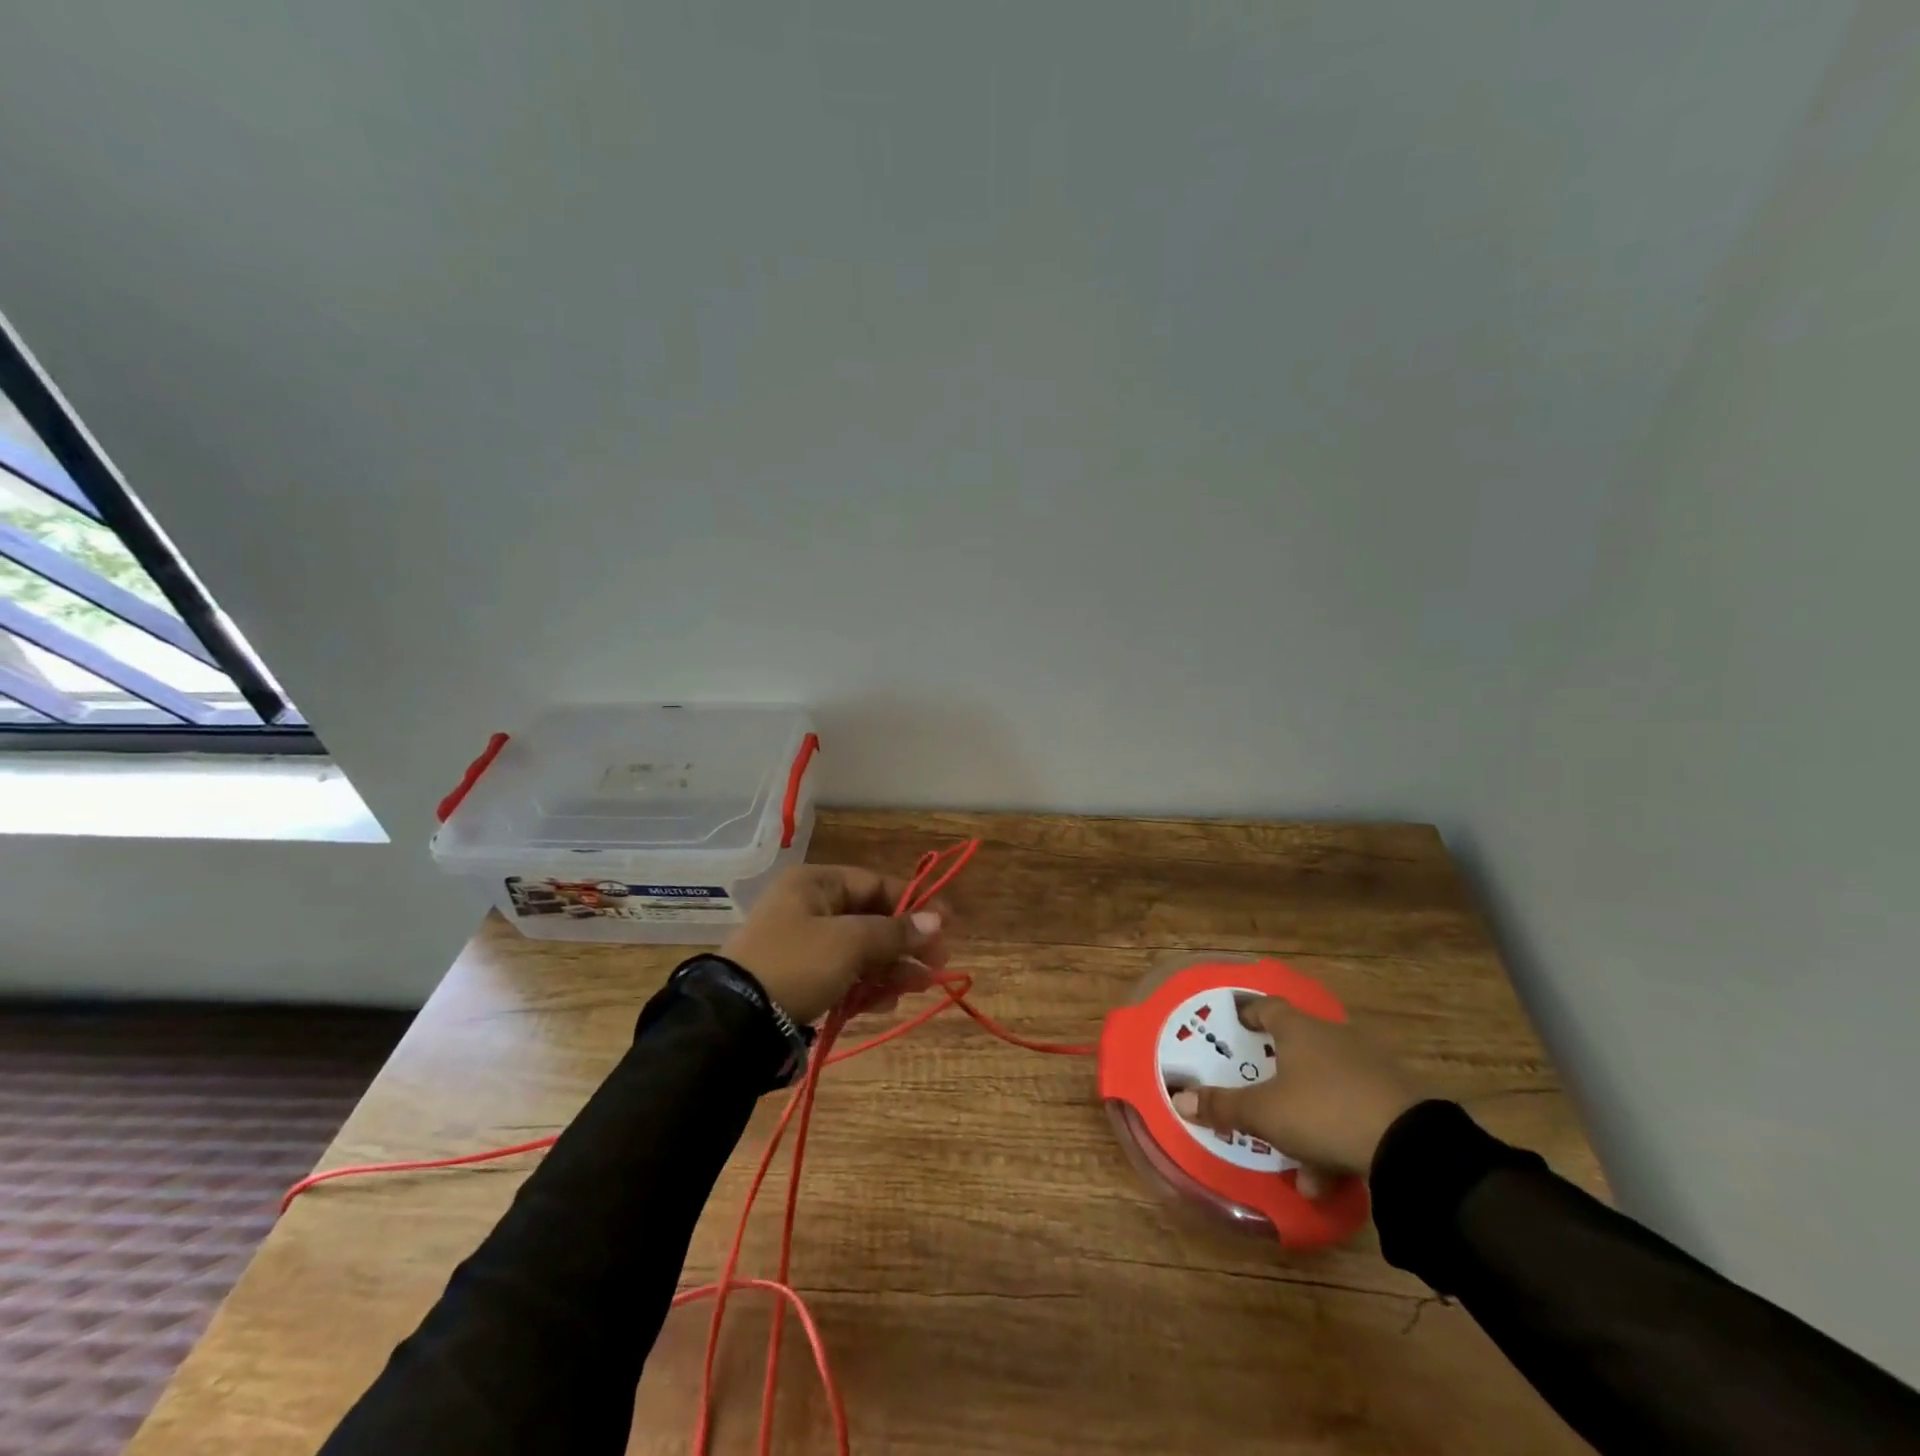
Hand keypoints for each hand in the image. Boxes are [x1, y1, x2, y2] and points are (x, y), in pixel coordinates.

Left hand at [719, 865, 947, 1024]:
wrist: (734, 1023)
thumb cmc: (797, 964)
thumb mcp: (850, 943)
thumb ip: (895, 931)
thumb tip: (937, 919)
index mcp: (816, 884)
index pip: (876, 884)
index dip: (914, 904)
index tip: (946, 925)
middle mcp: (809, 907)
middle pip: (871, 919)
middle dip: (905, 943)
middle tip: (937, 965)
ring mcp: (802, 944)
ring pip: (859, 950)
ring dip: (891, 967)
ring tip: (917, 988)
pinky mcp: (799, 978)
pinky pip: (843, 974)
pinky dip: (866, 985)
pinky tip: (885, 1003)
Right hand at [1171, 997, 1423, 1190]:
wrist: (1411, 1147)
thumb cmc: (1322, 1111)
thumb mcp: (1264, 1114)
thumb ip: (1224, 1107)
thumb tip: (1181, 1099)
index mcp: (1299, 1029)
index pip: (1267, 1006)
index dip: (1248, 1014)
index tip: (1236, 1024)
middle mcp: (1334, 1038)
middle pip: (1298, 1049)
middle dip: (1278, 1079)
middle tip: (1261, 1099)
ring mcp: (1369, 1067)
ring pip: (1326, 1087)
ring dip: (1307, 1120)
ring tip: (1298, 1165)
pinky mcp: (1396, 1099)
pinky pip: (1353, 1110)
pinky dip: (1337, 1136)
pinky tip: (1329, 1176)